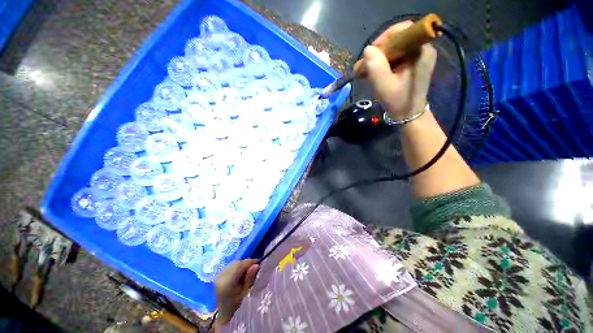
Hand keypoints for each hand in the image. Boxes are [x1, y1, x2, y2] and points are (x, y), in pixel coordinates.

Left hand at [214, 259, 259, 324]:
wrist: (221, 313)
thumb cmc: (235, 305)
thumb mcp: (244, 293)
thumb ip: (250, 278)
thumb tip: (256, 265)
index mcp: (228, 281)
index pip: (241, 265)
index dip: (250, 262)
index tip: (259, 263)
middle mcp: (221, 275)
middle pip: (236, 263)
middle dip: (246, 263)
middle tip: (254, 267)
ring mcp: (218, 275)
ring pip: (233, 263)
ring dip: (241, 264)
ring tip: (247, 270)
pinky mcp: (218, 275)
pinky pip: (229, 266)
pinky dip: (236, 267)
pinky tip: (239, 273)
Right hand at [362, 21, 436, 121]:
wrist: (408, 115)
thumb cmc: (399, 101)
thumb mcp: (384, 85)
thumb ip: (376, 66)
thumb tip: (367, 49)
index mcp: (421, 51)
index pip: (402, 30)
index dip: (384, 39)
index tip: (370, 55)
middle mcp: (421, 49)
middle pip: (397, 39)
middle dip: (378, 52)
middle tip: (364, 66)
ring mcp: (417, 57)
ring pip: (394, 49)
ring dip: (378, 59)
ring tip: (365, 72)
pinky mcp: (411, 64)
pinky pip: (395, 57)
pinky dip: (382, 64)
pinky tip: (373, 74)